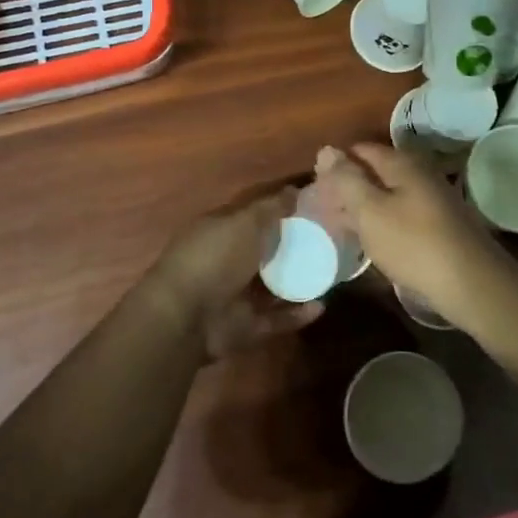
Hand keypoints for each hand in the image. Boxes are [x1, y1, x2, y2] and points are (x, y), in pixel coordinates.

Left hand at [143, 188, 324, 360]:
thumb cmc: (214, 257)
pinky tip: (322, 305)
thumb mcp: (245, 222)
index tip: (313, 208)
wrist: (186, 317)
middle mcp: (227, 262)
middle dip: (294, 248)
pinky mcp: (245, 327)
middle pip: (265, 252)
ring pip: (273, 287)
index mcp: (221, 231)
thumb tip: (295, 190)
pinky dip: (297, 314)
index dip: (280, 210)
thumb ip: (271, 208)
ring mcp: (235, 296)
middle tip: (330, 242)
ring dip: (299, 282)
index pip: (254, 216)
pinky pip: (276, 319)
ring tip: (331, 274)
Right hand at [312, 144, 500, 308]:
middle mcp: (419, 174)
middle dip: (348, 187)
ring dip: (363, 207)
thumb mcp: (370, 211)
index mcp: (402, 163)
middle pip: (375, 172)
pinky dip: (380, 223)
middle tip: (320, 210)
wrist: (471, 284)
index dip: (335, 165)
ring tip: (338, 226)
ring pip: (387, 195)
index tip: (313, 188)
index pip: (360, 151)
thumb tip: (326, 150)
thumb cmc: (414, 244)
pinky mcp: (437, 225)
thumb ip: (346, 180)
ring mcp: (431, 200)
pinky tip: (368, 241)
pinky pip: (400, 215)